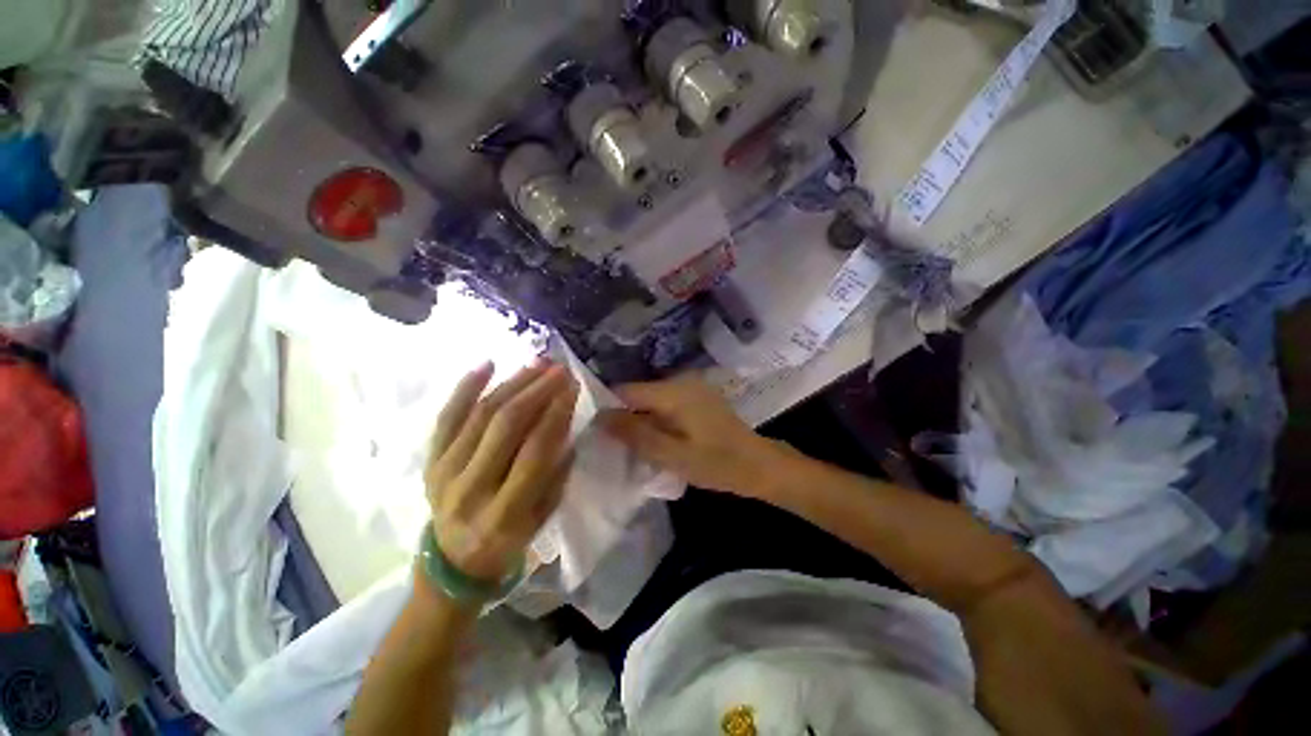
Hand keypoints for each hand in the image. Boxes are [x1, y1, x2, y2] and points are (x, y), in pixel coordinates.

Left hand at [424, 360, 578, 581]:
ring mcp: (444, 472)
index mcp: (504, 513)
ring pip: (480, 415)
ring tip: (536, 363)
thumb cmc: (508, 540)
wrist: (452, 561)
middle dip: (537, 391)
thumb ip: (557, 472)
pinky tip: (488, 364)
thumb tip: (567, 422)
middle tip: (559, 369)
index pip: (534, 451)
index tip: (573, 387)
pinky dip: (466, 387)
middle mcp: (470, 489)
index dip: (556, 414)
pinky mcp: (429, 461)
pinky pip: (447, 417)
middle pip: (505, 426)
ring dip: (512, 383)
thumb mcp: (543, 517)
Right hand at [598, 376, 780, 495]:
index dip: (607, 409)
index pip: (625, 390)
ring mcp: (690, 387)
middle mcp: (679, 381)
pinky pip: (665, 404)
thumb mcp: (671, 455)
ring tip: (633, 446)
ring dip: (640, 420)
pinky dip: (655, 420)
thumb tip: (599, 417)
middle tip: (615, 445)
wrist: (758, 464)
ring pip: (650, 401)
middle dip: (624, 417)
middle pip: (637, 394)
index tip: (595, 432)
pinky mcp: (696, 397)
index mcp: (672, 391)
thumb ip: (635, 434)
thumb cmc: (717, 463)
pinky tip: (656, 439)